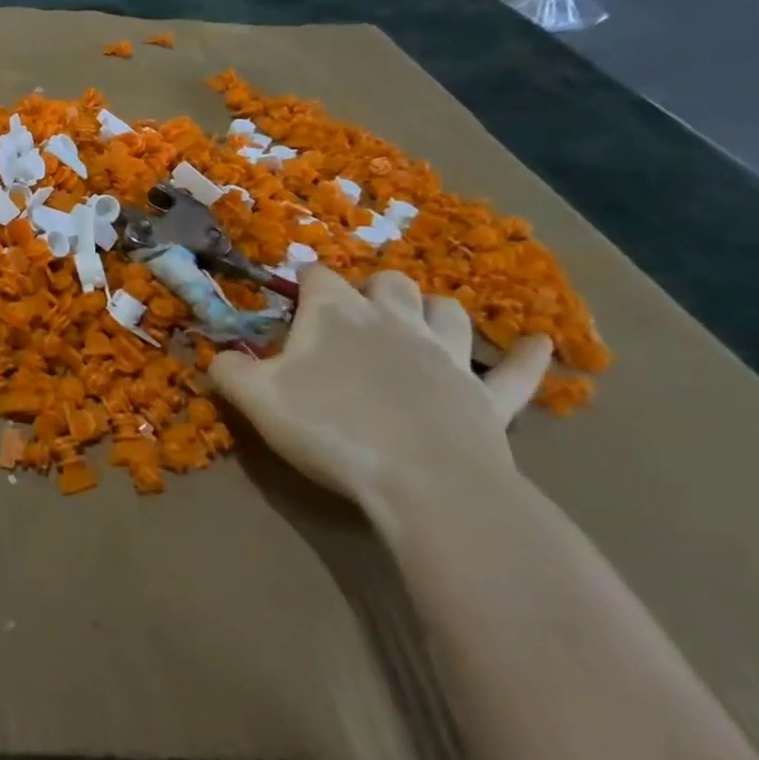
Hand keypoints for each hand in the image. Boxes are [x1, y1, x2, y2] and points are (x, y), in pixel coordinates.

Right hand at [207, 266, 552, 514]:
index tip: (293, 293)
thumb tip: (218, 355)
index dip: (304, 280)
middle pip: (387, 283)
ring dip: (432, 310)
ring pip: (447, 312)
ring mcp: (447, 357)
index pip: (318, 276)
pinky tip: (541, 343)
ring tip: (418, 319)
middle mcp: (393, 321)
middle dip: (370, 287)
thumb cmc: (330, 428)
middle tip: (353, 310)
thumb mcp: (255, 398)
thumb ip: (228, 370)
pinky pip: (516, 373)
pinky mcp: (489, 398)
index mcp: (336, 314)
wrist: (425, 483)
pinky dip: (527, 357)